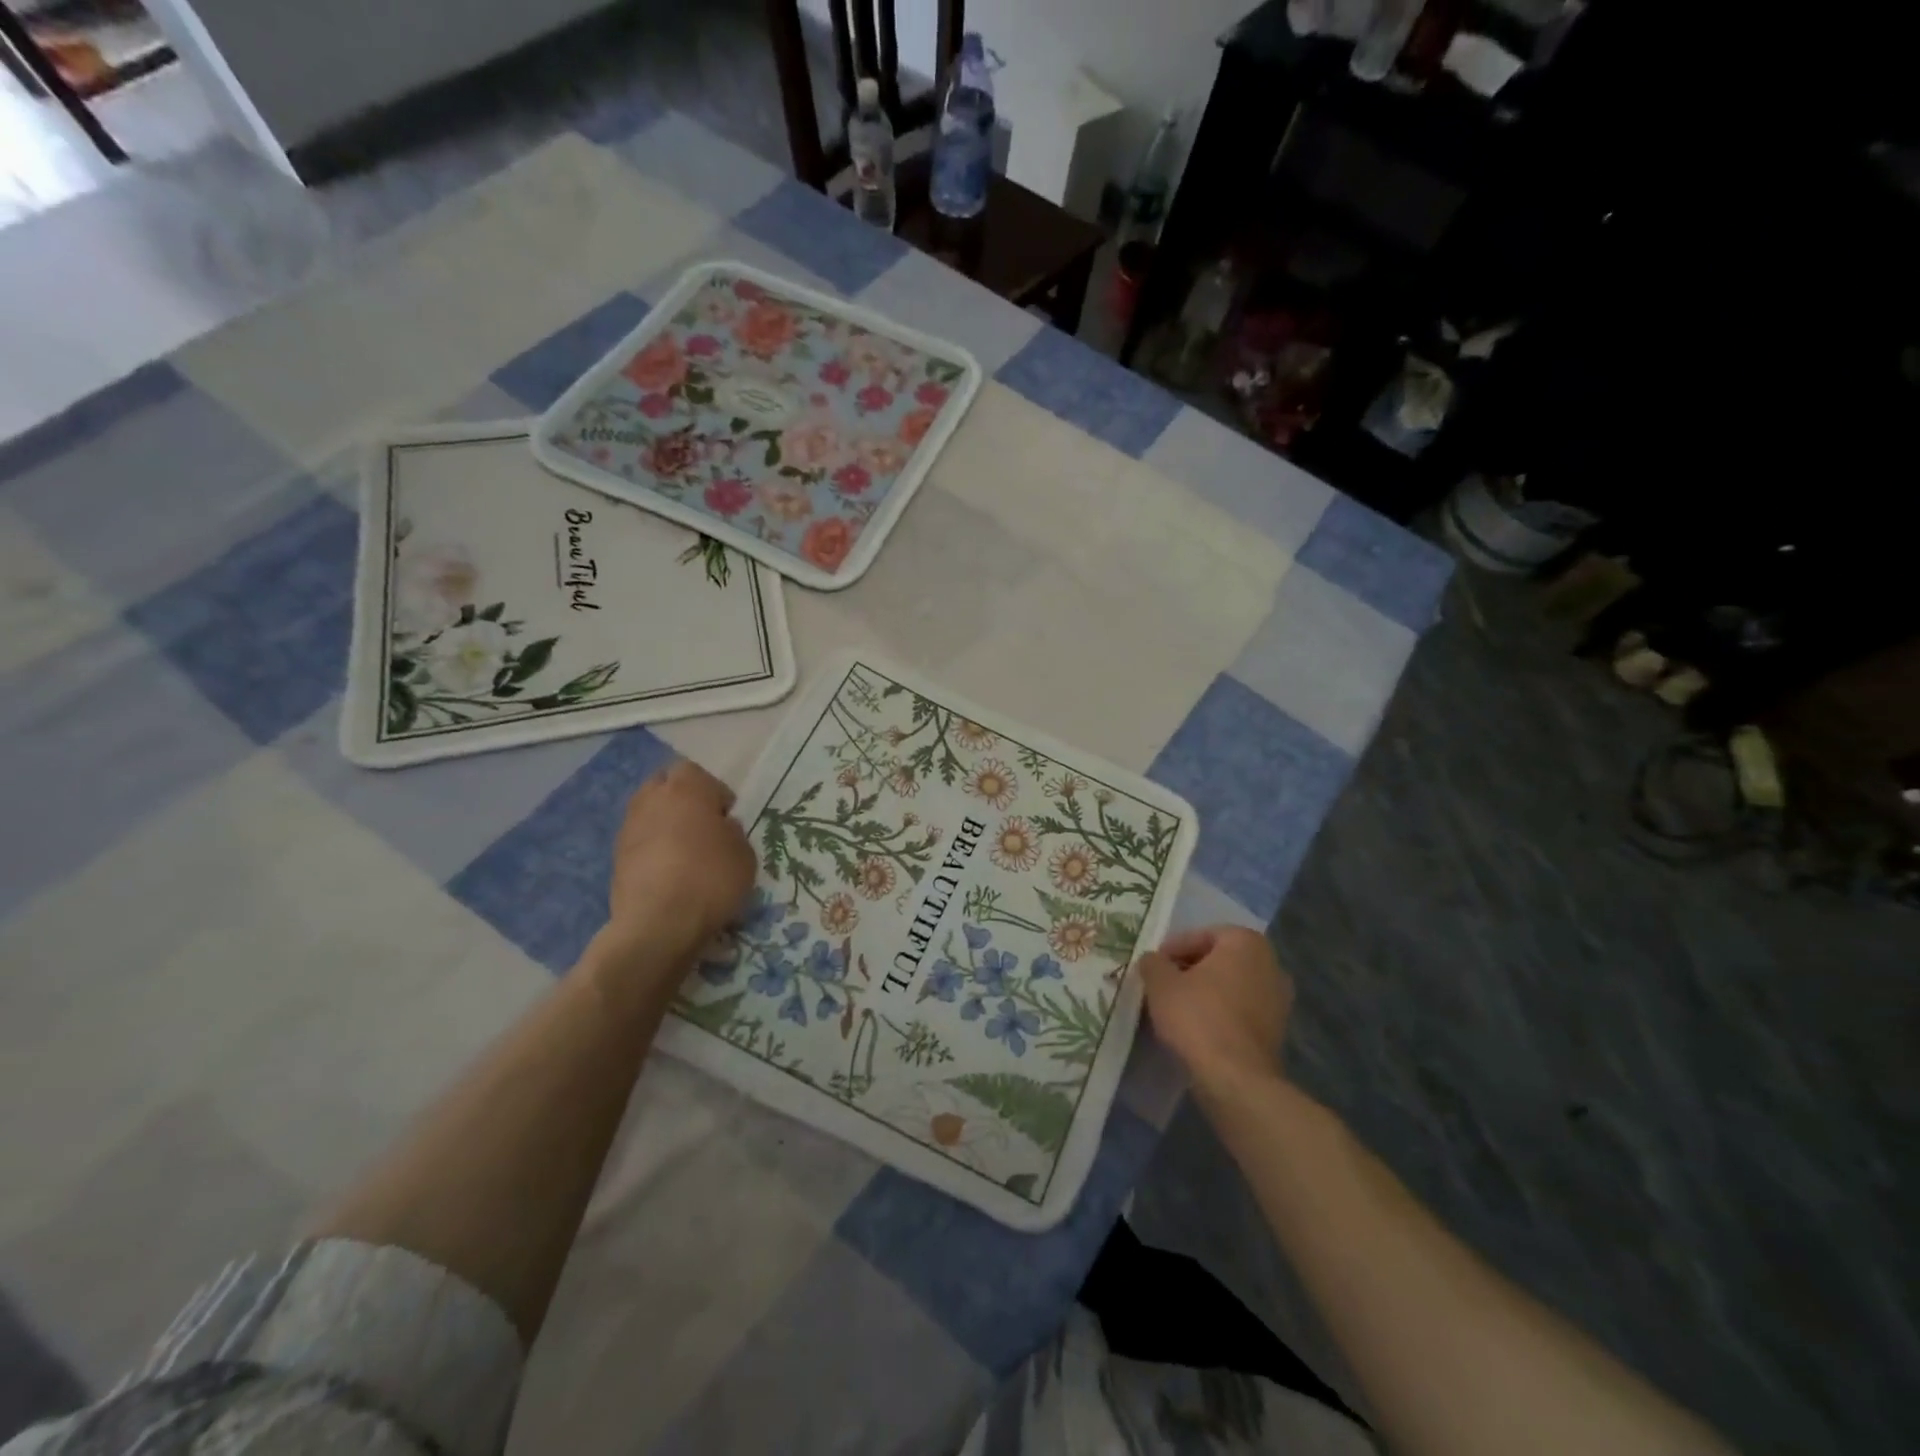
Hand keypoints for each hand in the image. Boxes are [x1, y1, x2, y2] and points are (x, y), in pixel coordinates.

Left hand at [603, 760, 755, 970]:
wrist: (658, 923)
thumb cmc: (710, 878)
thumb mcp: (744, 853)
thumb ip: (732, 832)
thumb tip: (720, 828)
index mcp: (687, 787)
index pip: (698, 773)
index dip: (715, 794)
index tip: (727, 818)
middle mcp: (652, 798)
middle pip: (666, 786)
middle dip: (683, 801)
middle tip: (703, 828)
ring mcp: (629, 827)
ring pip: (650, 813)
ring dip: (665, 825)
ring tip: (685, 853)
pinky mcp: (615, 857)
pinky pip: (640, 842)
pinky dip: (653, 850)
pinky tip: (669, 874)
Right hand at [1137, 926, 1293, 1099]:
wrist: (1235, 1078)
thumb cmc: (1197, 1017)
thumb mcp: (1161, 983)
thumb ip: (1153, 963)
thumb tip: (1153, 960)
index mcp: (1246, 942)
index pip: (1202, 935)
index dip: (1173, 948)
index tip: (1154, 965)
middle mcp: (1271, 964)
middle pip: (1219, 959)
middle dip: (1191, 969)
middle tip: (1163, 984)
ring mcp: (1279, 999)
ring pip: (1231, 986)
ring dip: (1206, 992)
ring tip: (1176, 1007)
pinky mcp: (1277, 1030)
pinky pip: (1241, 1011)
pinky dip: (1220, 1013)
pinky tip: (1197, 1028)